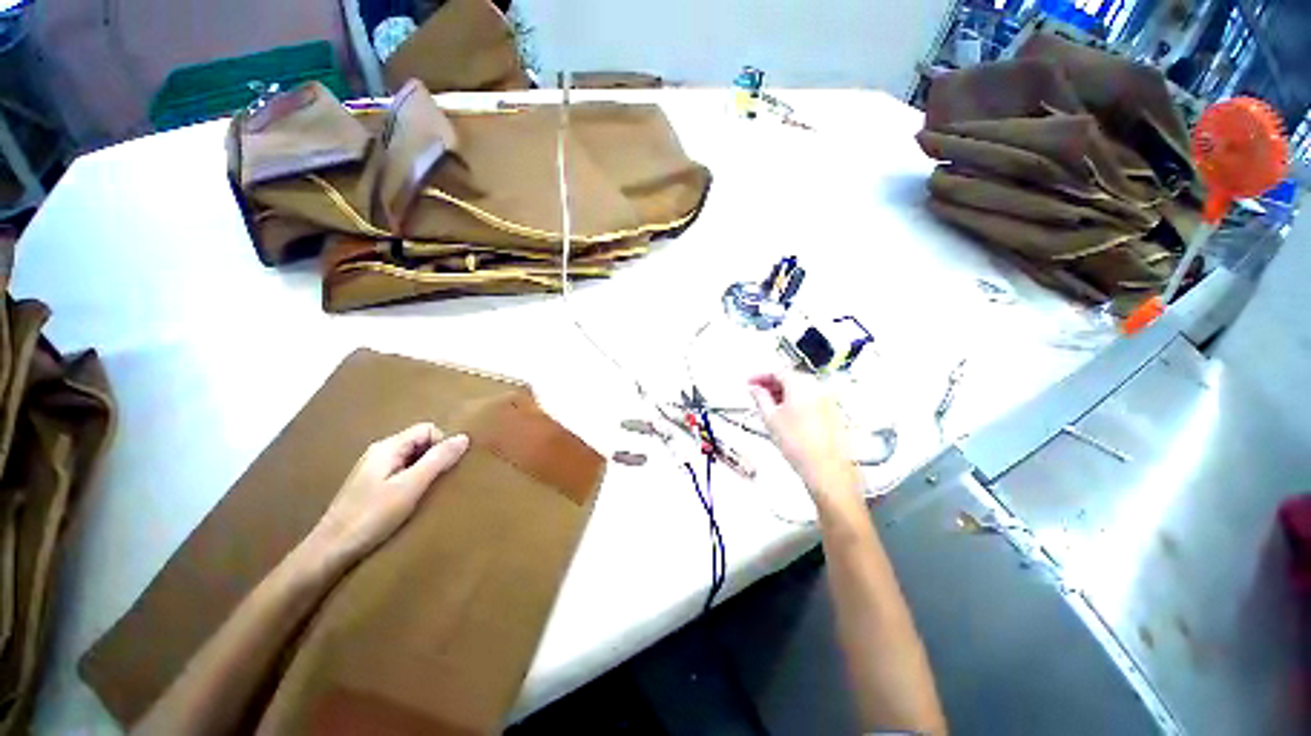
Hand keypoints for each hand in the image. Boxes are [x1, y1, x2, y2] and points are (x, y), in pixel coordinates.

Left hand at [297, 423, 468, 575]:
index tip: (446, 469)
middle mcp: (379, 453)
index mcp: (387, 447)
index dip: (442, 444)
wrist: (329, 551)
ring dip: (425, 471)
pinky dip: (413, 482)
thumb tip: (464, 437)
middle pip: (419, 442)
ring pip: (411, 459)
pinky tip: (412, 501)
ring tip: (428, 493)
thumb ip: (437, 460)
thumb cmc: (371, 516)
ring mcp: (373, 470)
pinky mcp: (371, 487)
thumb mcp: (410, 487)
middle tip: (440, 482)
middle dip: (435, 458)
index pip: (427, 429)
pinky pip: (402, 473)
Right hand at [748, 371, 861, 502]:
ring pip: (802, 388)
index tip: (751, 382)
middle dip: (772, 383)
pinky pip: (812, 398)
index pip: (778, 371)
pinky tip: (788, 414)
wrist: (826, 468)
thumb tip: (755, 389)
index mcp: (801, 385)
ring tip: (770, 405)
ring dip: (784, 392)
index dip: (761, 376)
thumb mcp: (770, 418)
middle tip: (758, 393)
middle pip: (791, 377)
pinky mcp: (834, 412)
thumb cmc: (799, 445)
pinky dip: (797, 400)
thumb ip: (760, 398)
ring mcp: (828, 399)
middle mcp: (818, 387)